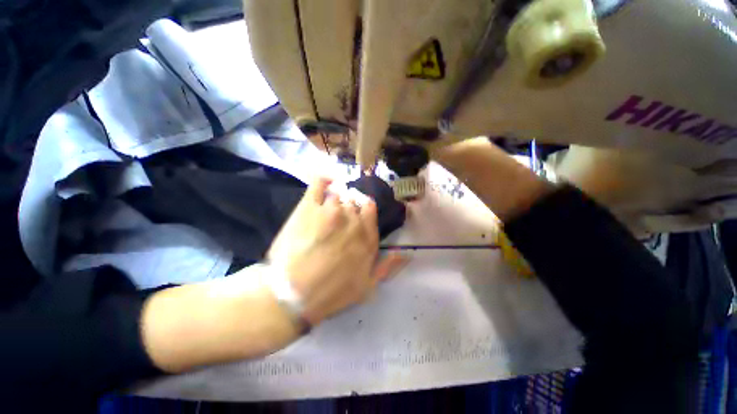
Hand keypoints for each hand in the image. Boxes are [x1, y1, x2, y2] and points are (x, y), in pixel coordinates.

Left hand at [267, 177, 405, 324]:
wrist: (292, 296)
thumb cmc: (332, 293)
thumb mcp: (368, 286)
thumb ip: (388, 266)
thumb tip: (406, 253)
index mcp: (367, 235)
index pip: (370, 207)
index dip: (363, 209)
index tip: (357, 215)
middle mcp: (353, 219)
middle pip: (353, 200)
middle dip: (348, 207)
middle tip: (337, 218)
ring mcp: (331, 210)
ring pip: (338, 194)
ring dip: (335, 199)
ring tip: (326, 212)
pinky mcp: (309, 207)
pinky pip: (320, 183)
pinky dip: (324, 180)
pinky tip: (326, 183)